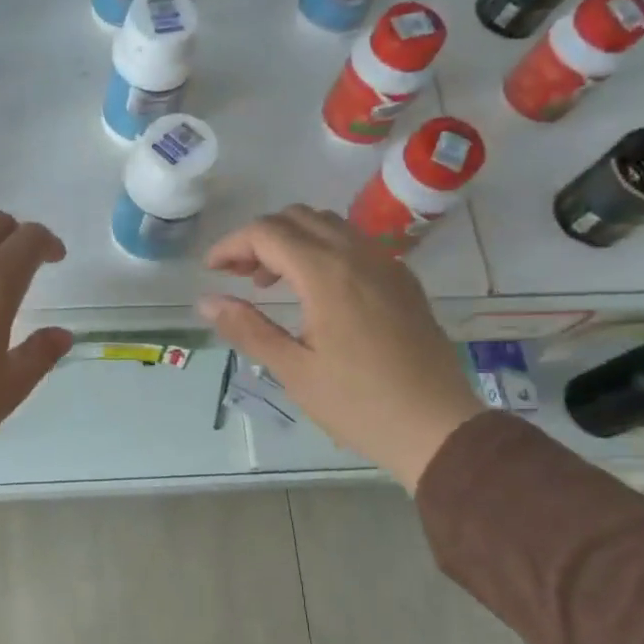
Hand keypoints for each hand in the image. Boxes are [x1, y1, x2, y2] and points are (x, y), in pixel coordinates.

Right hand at [197, 206, 482, 490]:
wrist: (436, 426)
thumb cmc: (358, 404)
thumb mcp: (293, 370)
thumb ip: (247, 328)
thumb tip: (206, 301)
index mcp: (327, 275)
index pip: (267, 233)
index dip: (232, 245)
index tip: (211, 271)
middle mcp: (359, 255)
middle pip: (297, 217)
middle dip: (259, 238)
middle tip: (237, 276)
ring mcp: (387, 264)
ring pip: (328, 225)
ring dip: (291, 240)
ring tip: (270, 283)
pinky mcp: (402, 280)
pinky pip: (354, 243)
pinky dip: (321, 249)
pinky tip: (313, 291)